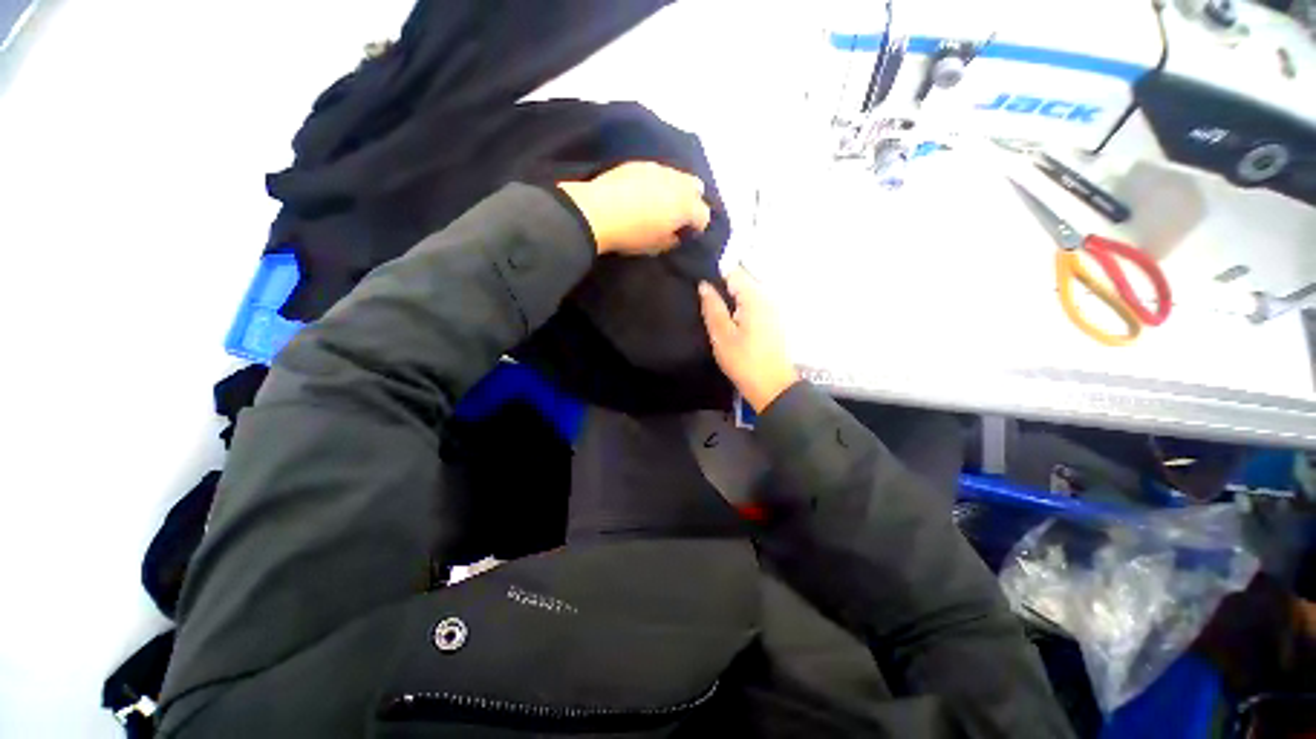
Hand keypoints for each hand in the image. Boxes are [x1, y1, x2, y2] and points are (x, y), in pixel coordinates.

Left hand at [558, 162, 710, 255]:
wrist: (597, 212)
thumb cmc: (631, 235)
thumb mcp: (656, 247)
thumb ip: (672, 239)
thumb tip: (676, 234)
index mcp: (685, 206)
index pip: (704, 214)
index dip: (698, 226)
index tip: (687, 234)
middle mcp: (677, 182)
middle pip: (696, 187)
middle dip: (692, 200)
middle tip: (678, 215)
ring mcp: (658, 169)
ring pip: (676, 175)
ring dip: (674, 188)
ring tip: (660, 202)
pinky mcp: (639, 163)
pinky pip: (656, 171)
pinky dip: (656, 181)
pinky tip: (643, 191)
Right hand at [699, 269, 799, 412]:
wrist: (772, 387)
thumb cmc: (744, 361)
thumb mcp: (721, 335)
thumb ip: (712, 307)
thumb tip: (704, 285)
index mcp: (755, 297)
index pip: (733, 272)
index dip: (715, 275)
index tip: (700, 287)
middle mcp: (768, 297)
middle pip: (742, 281)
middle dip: (723, 288)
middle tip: (704, 302)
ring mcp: (774, 308)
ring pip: (748, 294)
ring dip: (732, 299)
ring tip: (714, 312)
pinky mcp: (775, 321)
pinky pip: (754, 305)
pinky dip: (741, 308)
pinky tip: (731, 322)